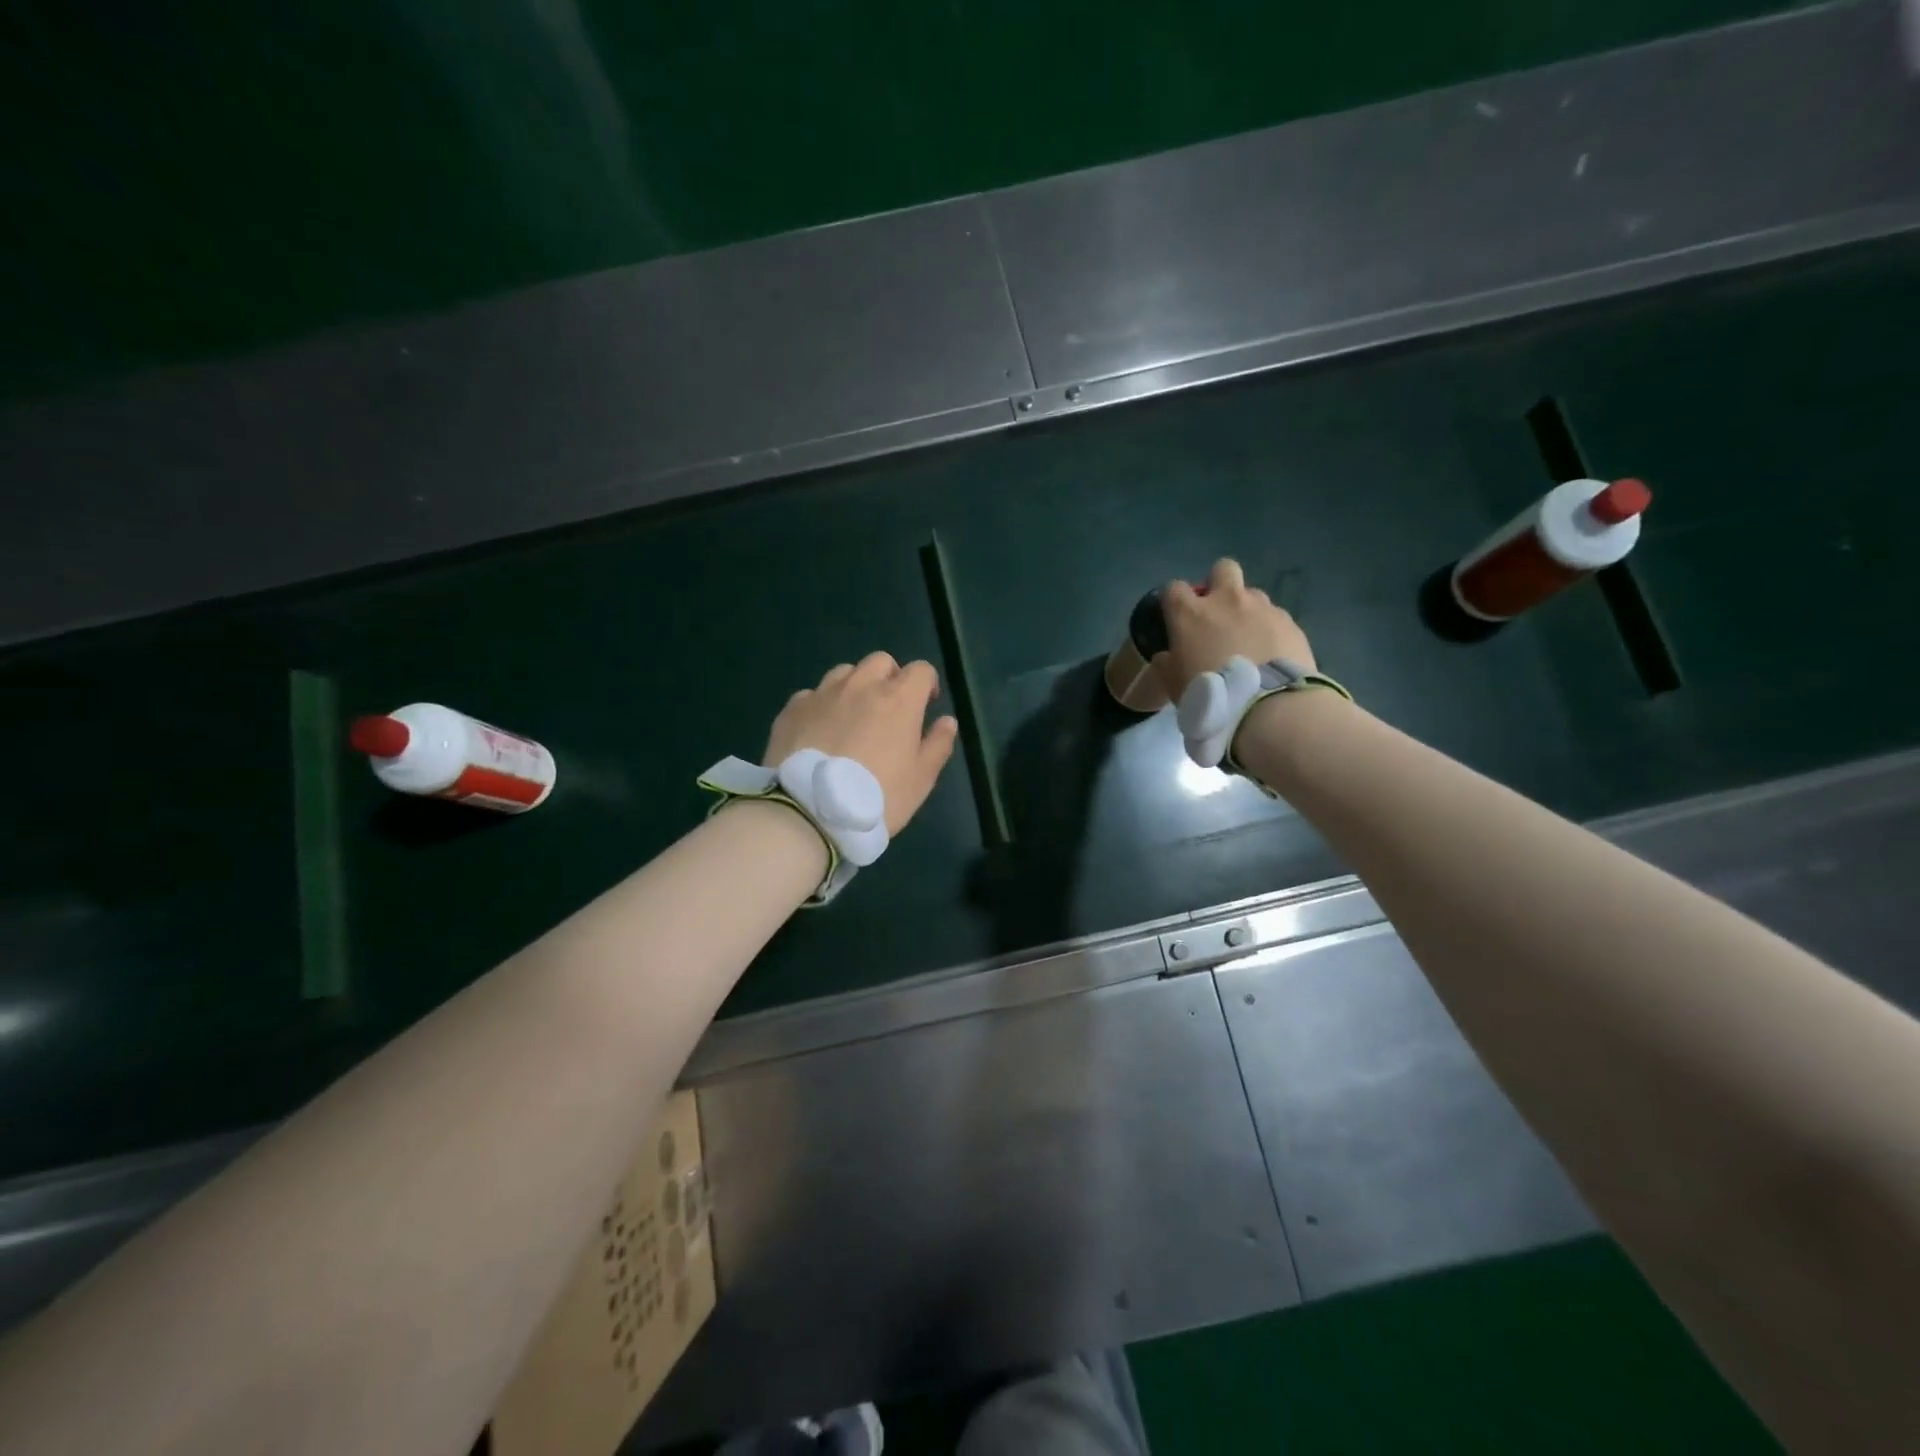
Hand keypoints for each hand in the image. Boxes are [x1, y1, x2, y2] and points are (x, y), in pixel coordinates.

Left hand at [764, 653, 959, 833]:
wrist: (809, 812)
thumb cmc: (877, 797)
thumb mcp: (921, 779)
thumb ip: (937, 744)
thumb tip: (947, 721)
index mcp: (898, 699)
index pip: (921, 670)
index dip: (927, 684)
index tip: (925, 705)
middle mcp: (860, 686)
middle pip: (880, 662)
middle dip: (889, 677)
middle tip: (889, 709)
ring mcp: (822, 694)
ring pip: (844, 673)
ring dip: (854, 687)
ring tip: (851, 718)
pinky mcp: (792, 709)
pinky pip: (812, 695)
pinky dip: (821, 706)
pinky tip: (818, 732)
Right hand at [1151, 558, 1315, 698]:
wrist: (1266, 707)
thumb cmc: (1209, 694)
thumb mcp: (1173, 686)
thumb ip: (1165, 665)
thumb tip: (1165, 657)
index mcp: (1190, 614)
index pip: (1173, 588)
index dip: (1174, 600)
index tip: (1176, 618)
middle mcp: (1227, 601)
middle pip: (1222, 569)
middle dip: (1219, 584)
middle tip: (1218, 613)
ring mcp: (1263, 608)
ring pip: (1253, 594)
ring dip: (1247, 610)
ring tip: (1249, 639)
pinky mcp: (1290, 623)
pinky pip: (1276, 618)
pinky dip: (1271, 630)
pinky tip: (1271, 654)